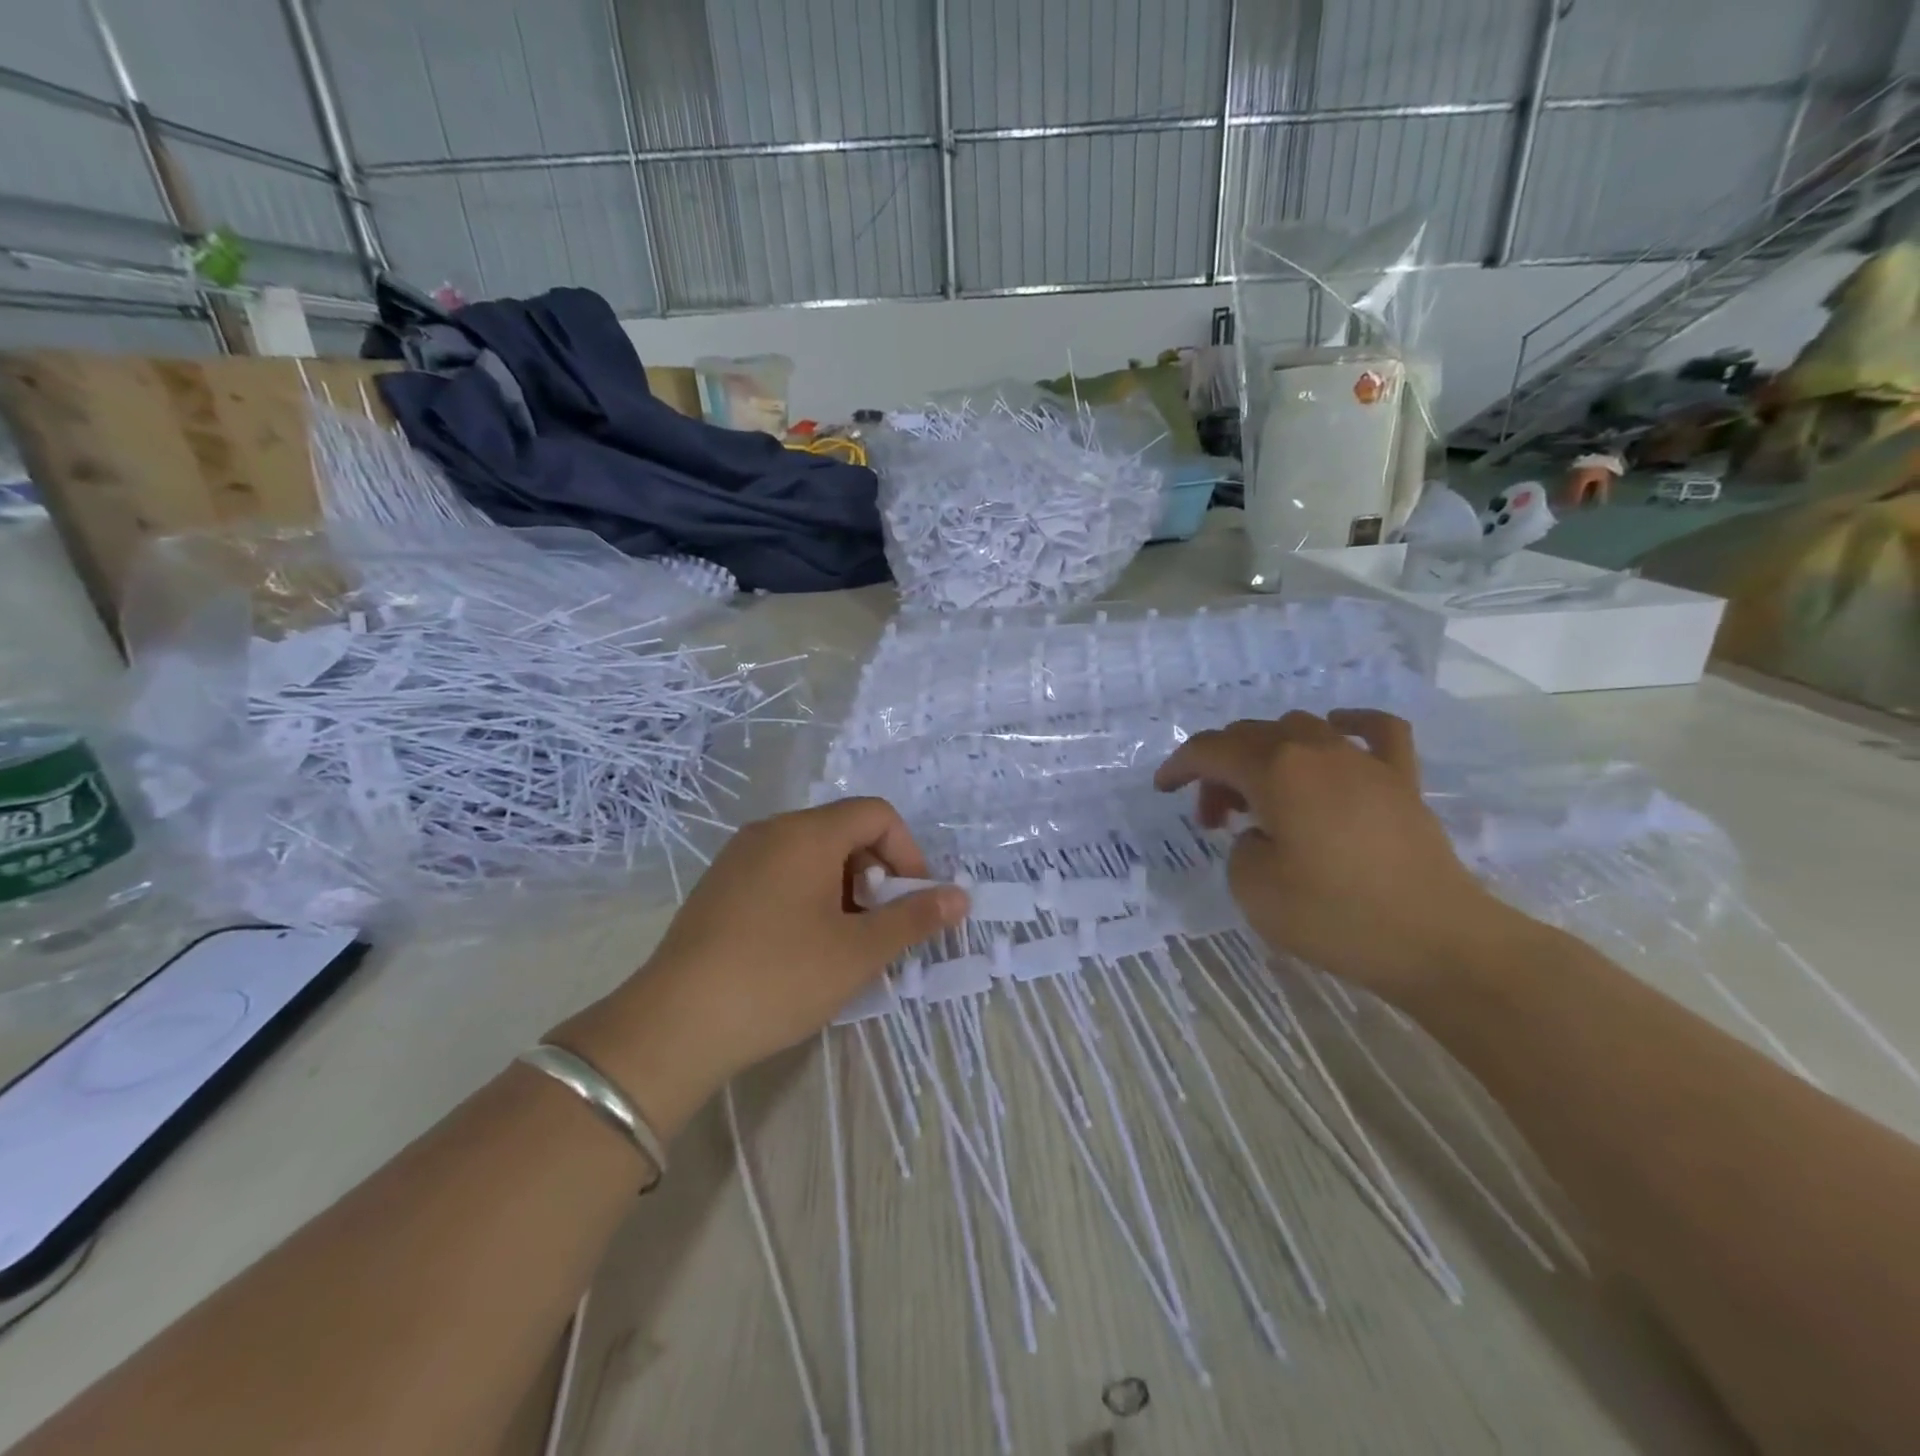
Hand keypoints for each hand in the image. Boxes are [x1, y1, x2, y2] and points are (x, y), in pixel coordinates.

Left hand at [552, 799, 967, 1136]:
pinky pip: (781, 874)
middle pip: (844, 832)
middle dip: (876, 874)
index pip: (876, 814)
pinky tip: (802, 949)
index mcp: (806, 834)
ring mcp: (739, 858)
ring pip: (812, 855)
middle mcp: (771, 831)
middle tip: (877, 929)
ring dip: (844, 890)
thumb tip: (960, 896)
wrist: (674, 1025)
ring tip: (843, 945)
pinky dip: (809, 897)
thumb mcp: (858, 952)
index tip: (912, 903)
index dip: (907, 852)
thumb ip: (914, 919)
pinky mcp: (719, 887)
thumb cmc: (778, 978)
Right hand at [1153, 709, 1517, 1001]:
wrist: (1436, 941)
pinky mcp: (1401, 780)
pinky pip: (1375, 730)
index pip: (1211, 750)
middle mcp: (1316, 750)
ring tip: (1265, 797)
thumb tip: (1263, 833)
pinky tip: (1335, 732)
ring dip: (1267, 752)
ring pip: (1299, 728)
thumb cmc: (1334, 915)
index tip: (1164, 789)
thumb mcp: (1252, 887)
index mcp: (1275, 771)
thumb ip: (1240, 846)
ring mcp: (1364, 761)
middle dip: (1219, 769)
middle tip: (1214, 818)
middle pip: (1250, 737)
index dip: (1179, 765)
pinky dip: (1347, 724)